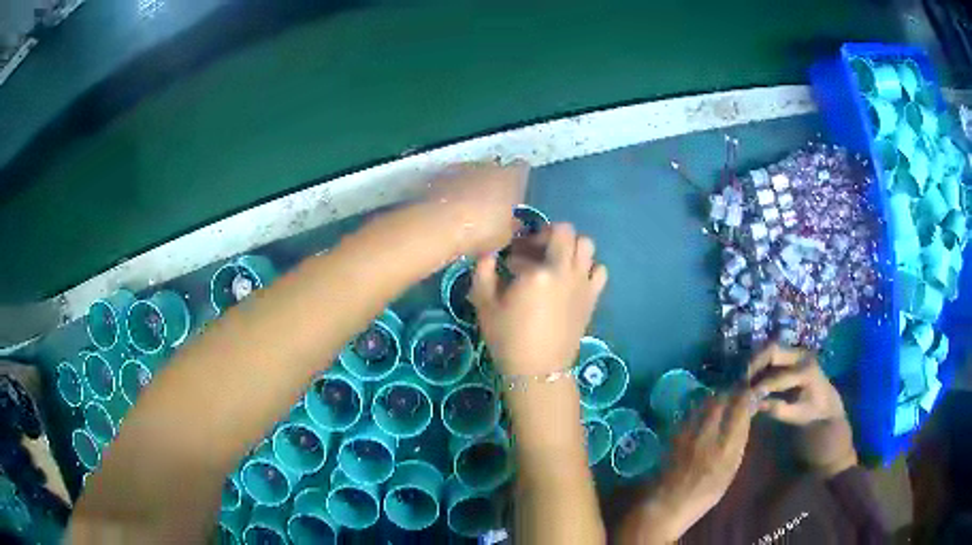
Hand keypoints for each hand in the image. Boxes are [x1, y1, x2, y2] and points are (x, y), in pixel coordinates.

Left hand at [425, 161, 528, 255]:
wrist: (439, 226)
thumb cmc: (481, 230)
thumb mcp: (504, 237)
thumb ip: (511, 226)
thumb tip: (513, 223)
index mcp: (510, 177)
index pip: (521, 169)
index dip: (518, 181)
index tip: (515, 196)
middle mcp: (487, 166)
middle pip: (494, 170)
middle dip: (492, 184)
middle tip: (489, 206)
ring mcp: (461, 167)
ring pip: (470, 174)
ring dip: (470, 186)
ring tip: (465, 210)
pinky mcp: (439, 174)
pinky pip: (450, 181)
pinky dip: (450, 191)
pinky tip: (447, 210)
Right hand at [469, 223, 607, 375]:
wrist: (538, 370)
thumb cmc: (508, 337)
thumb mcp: (484, 303)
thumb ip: (484, 270)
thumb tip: (489, 252)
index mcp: (539, 271)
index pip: (535, 239)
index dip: (523, 243)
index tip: (512, 260)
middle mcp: (566, 271)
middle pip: (568, 233)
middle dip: (551, 236)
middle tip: (536, 253)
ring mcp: (583, 283)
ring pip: (587, 246)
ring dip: (572, 248)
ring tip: (556, 264)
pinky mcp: (592, 297)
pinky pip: (599, 270)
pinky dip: (588, 268)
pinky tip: (573, 280)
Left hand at [637, 392, 753, 541]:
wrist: (666, 504)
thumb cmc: (704, 494)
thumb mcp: (729, 470)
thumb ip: (738, 440)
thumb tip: (746, 414)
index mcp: (725, 445)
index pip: (740, 406)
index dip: (748, 394)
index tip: (755, 391)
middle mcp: (707, 432)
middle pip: (722, 398)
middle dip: (733, 392)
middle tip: (739, 393)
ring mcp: (688, 430)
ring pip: (706, 401)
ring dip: (718, 397)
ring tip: (725, 401)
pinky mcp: (674, 432)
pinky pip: (693, 410)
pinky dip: (703, 406)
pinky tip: (706, 412)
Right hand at [747, 344, 845, 423]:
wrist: (827, 402)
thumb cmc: (812, 411)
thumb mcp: (797, 415)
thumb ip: (778, 409)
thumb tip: (756, 404)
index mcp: (805, 371)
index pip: (777, 377)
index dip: (760, 386)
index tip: (745, 397)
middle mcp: (801, 355)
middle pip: (772, 350)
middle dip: (754, 364)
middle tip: (742, 381)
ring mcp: (797, 352)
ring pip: (770, 349)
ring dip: (756, 362)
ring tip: (745, 380)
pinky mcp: (792, 354)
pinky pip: (773, 354)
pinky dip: (761, 364)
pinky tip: (753, 378)